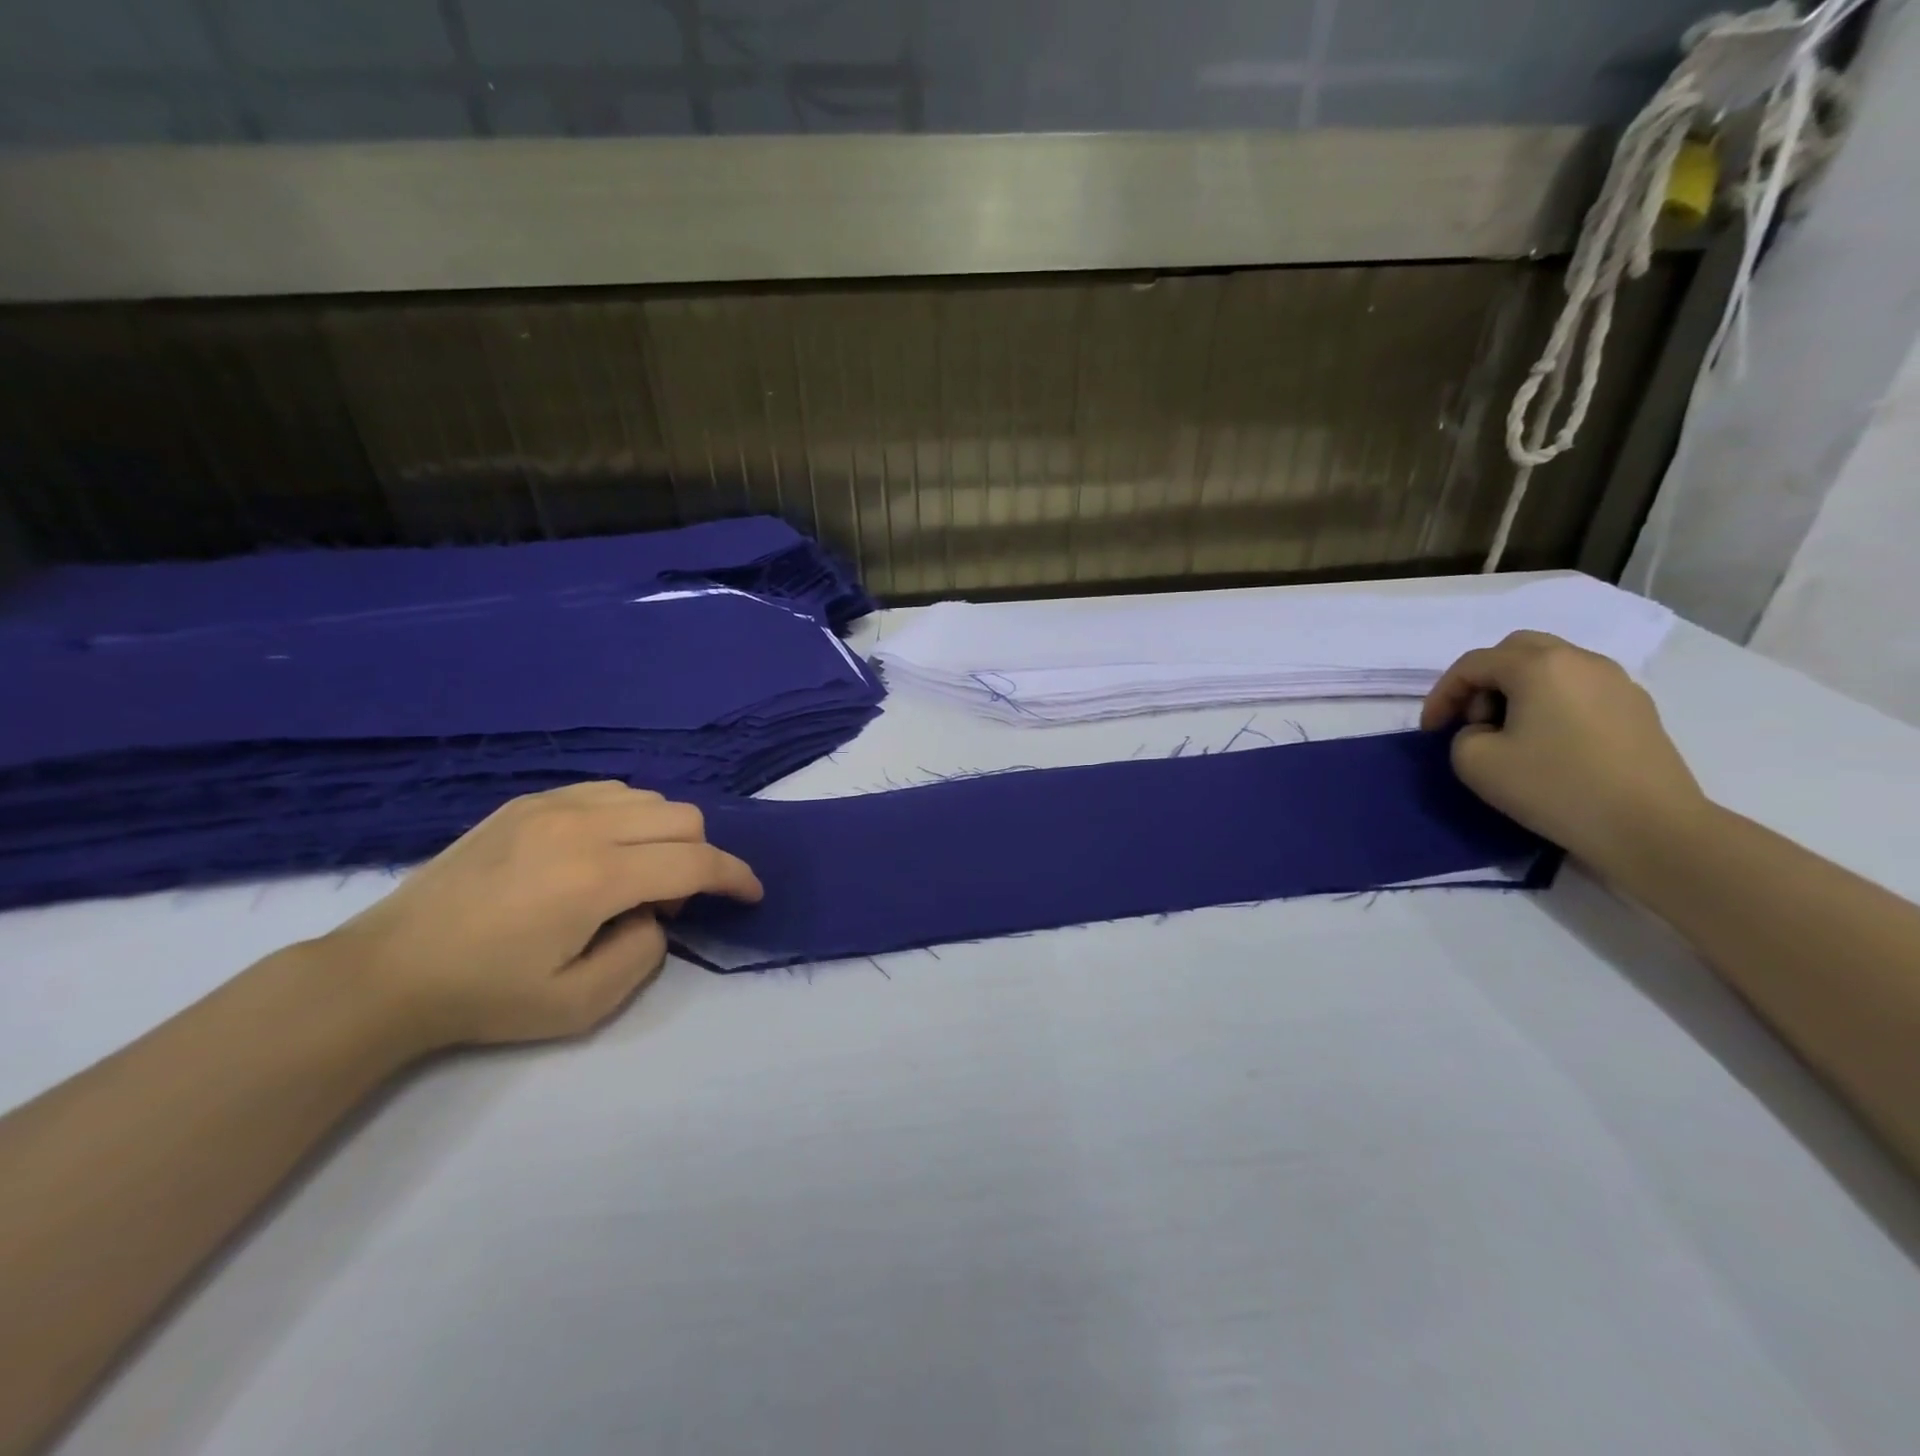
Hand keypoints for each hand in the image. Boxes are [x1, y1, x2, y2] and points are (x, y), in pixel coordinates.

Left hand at [317, 783, 761, 1051]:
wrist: (387, 971)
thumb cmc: (485, 996)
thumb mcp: (581, 1004)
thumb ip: (645, 953)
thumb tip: (654, 911)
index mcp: (596, 877)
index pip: (696, 861)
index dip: (736, 876)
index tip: (751, 894)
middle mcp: (582, 825)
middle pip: (682, 818)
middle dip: (699, 857)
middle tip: (667, 902)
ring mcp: (551, 804)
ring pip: (650, 798)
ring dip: (665, 835)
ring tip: (630, 877)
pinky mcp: (527, 801)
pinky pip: (608, 791)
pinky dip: (630, 816)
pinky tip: (602, 852)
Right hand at [1420, 631, 1708, 879]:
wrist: (1650, 827)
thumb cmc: (1555, 787)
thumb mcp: (1474, 762)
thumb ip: (1463, 734)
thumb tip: (1487, 730)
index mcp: (1538, 666)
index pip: (1472, 664)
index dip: (1442, 694)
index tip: (1431, 731)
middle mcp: (1580, 660)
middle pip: (1515, 651)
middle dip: (1483, 681)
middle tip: (1471, 720)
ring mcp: (1616, 682)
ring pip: (1550, 667)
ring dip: (1518, 691)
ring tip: (1508, 733)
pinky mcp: (1637, 708)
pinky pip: (1578, 689)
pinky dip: (1551, 703)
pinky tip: (1548, 743)